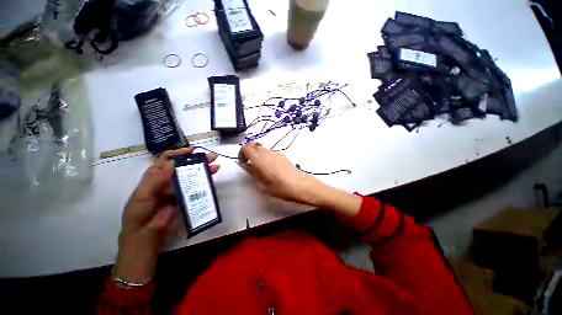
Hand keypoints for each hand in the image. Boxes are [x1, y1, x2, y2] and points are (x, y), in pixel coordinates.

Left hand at [114, 147, 218, 284]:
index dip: (178, 153)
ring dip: (204, 169)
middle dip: (197, 160)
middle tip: (210, 157)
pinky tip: (212, 179)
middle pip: (183, 166)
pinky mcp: (186, 198)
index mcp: (154, 177)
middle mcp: (167, 180)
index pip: (166, 160)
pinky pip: (196, 187)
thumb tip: (174, 163)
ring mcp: (178, 189)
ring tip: (216, 166)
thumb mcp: (143, 196)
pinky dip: (204, 181)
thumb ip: (156, 179)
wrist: (146, 237)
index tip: (192, 150)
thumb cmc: (140, 215)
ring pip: (192, 175)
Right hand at [237, 142, 328, 206]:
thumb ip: (253, 172)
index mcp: (260, 159)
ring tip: (261, 167)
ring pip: (262, 148)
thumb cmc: (279, 187)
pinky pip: (270, 152)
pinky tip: (271, 167)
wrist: (299, 185)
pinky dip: (266, 156)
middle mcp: (267, 153)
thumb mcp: (262, 184)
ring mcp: (276, 153)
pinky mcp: (282, 155)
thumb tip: (247, 165)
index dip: (242, 153)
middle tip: (250, 164)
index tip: (243, 162)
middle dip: (249, 152)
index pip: (246, 147)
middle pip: (254, 145)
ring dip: (258, 154)